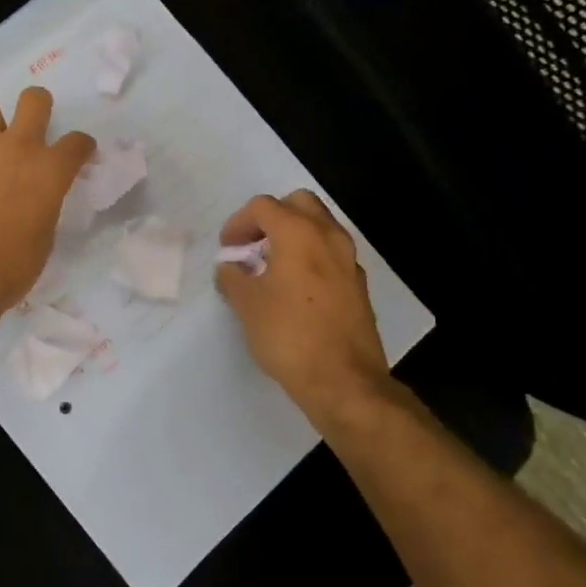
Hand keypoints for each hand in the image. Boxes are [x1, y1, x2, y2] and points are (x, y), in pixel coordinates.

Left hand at [0, 87, 95, 319]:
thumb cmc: (9, 267)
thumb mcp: (42, 241)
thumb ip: (41, 210)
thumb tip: (31, 206)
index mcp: (49, 171)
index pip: (76, 143)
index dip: (82, 147)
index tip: (80, 154)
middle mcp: (15, 151)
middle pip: (33, 101)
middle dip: (39, 106)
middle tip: (36, 124)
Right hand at [215, 190, 397, 427]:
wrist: (344, 381)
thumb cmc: (289, 335)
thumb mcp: (247, 305)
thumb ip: (232, 277)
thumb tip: (230, 268)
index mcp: (298, 233)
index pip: (263, 207)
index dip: (238, 222)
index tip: (227, 248)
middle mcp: (328, 237)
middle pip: (298, 204)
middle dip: (272, 217)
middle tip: (252, 244)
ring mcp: (349, 261)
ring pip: (319, 227)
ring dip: (293, 236)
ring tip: (270, 266)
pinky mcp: (358, 286)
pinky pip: (330, 254)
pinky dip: (310, 257)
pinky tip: (294, 288)